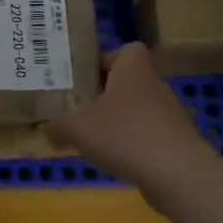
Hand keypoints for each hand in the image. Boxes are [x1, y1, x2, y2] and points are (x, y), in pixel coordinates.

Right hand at [48, 43, 218, 203]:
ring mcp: (169, 114)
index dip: (104, 60)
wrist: (176, 173)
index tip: (84, 79)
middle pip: (127, 81)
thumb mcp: (75, 127)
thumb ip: (56, 124)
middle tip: (78, 110)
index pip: (125, 50)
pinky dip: (131, 144)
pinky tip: (115, 160)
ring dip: (117, 121)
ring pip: (136, 109)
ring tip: (92, 139)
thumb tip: (46, 127)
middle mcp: (154, 85)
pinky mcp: (175, 141)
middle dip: (104, 95)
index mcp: (133, 69)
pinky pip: (146, 134)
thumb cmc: (124, 134)